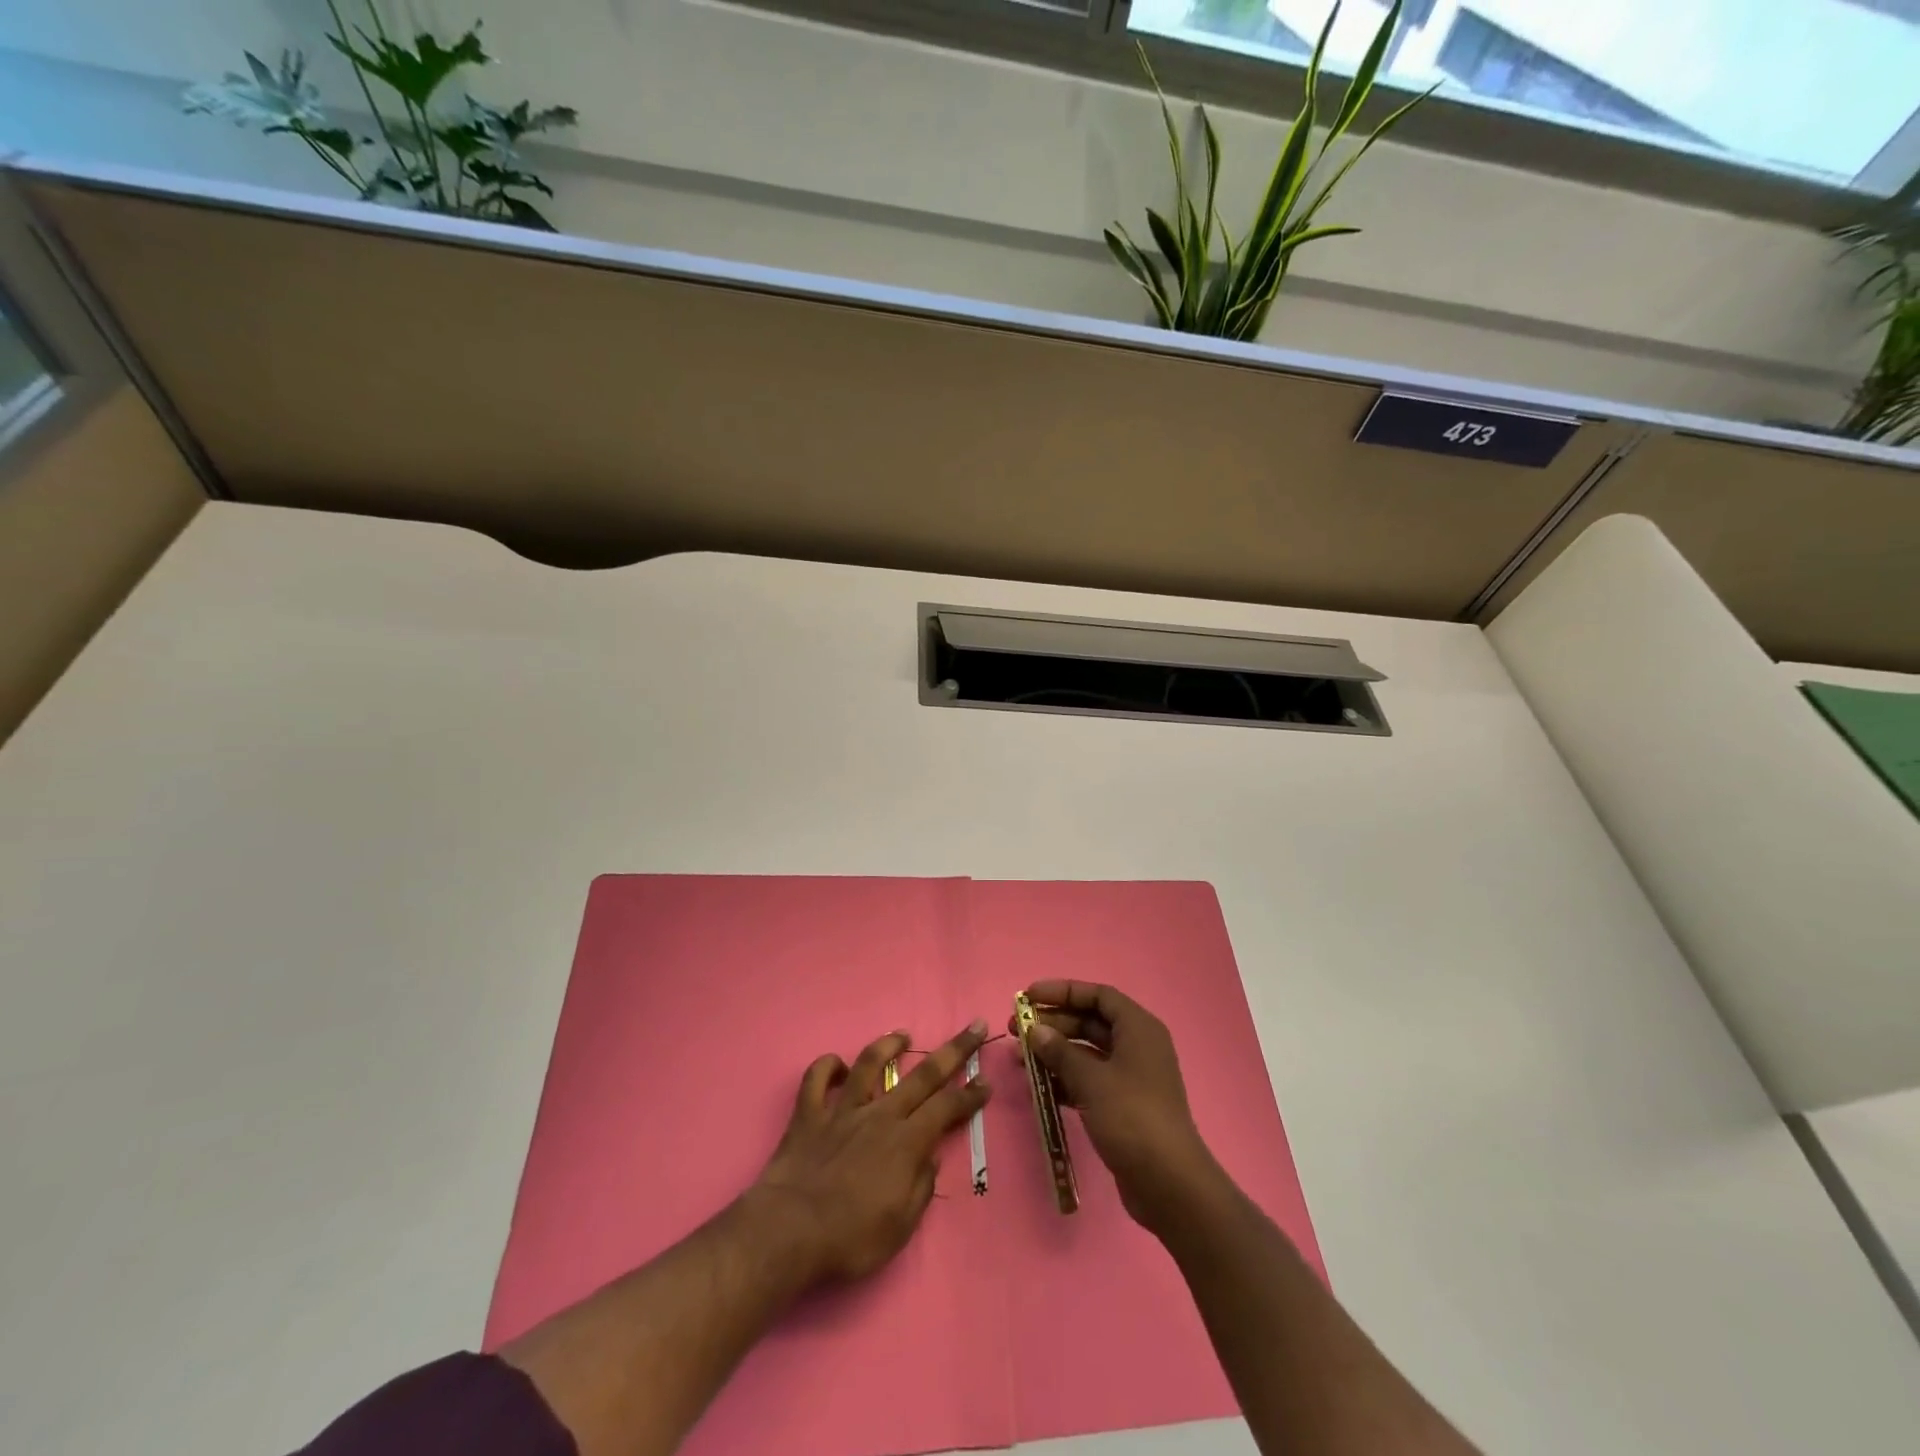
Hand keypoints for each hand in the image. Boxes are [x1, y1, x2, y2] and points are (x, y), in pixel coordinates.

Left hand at [746, 1021, 991, 1285]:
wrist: (788, 1233)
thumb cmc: (850, 1239)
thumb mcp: (900, 1227)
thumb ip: (920, 1187)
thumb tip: (929, 1158)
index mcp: (906, 1141)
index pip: (947, 1108)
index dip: (970, 1094)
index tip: (986, 1082)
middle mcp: (879, 1115)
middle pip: (923, 1074)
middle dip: (954, 1050)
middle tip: (974, 1027)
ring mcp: (842, 1110)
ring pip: (869, 1063)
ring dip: (889, 1045)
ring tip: (902, 1036)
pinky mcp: (808, 1114)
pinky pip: (816, 1079)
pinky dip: (826, 1066)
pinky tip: (836, 1065)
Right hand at [1011, 981, 1222, 1232]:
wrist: (1169, 1184)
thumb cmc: (1132, 1118)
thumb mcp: (1092, 1080)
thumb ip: (1060, 1052)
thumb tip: (1035, 1031)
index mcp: (1138, 1028)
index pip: (1098, 996)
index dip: (1062, 991)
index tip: (1028, 996)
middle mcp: (1137, 1046)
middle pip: (1090, 1021)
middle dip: (1053, 1023)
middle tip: (1016, 1030)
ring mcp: (1131, 1077)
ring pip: (1086, 1052)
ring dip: (1054, 1053)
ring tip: (1019, 1059)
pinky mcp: (1123, 1105)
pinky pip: (1089, 1080)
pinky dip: (1064, 1079)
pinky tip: (1038, 1087)